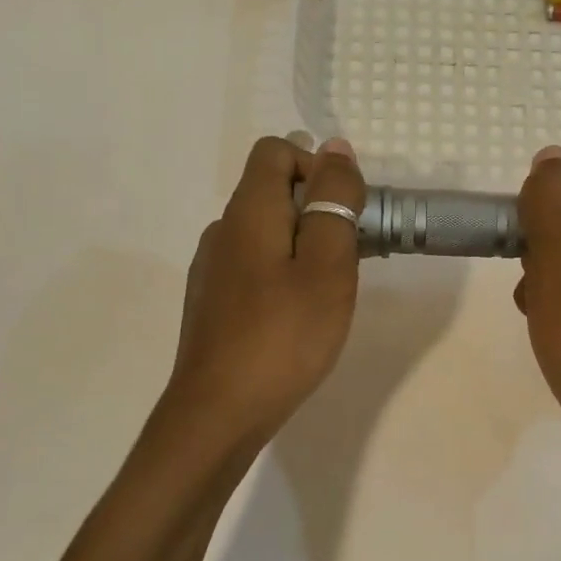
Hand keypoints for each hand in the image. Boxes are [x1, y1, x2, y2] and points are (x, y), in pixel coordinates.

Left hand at [167, 135, 365, 440]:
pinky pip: (253, 266)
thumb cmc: (283, 336)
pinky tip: (296, 318)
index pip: (276, 151)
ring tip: (328, 293)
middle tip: (347, 260)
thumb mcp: (327, 265)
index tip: (345, 213)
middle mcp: (223, 230)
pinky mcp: (212, 303)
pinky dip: (282, 274)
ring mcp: (212, 269)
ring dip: (303, 247)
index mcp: (248, 212)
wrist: (219, 413)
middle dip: (318, 211)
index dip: (316, 167)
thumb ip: (334, 202)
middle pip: (272, 192)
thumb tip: (335, 148)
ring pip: (266, 233)